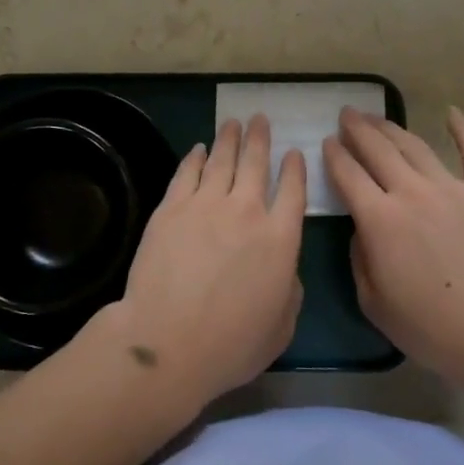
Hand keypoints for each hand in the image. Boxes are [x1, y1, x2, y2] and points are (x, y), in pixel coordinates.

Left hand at [104, 115, 305, 410]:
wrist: (168, 343)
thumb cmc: (231, 345)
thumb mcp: (282, 326)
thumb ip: (290, 290)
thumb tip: (285, 268)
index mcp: (280, 238)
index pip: (293, 190)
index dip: (294, 168)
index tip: (293, 152)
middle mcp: (247, 211)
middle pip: (256, 163)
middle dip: (259, 138)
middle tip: (259, 119)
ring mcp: (206, 205)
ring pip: (222, 159)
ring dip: (229, 138)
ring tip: (233, 123)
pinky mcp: (172, 208)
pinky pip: (188, 173)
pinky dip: (195, 157)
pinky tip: (199, 149)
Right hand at [323, 106, 463, 382]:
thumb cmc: (430, 328)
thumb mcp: (373, 302)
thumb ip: (360, 258)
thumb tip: (363, 229)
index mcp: (380, 219)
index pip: (348, 174)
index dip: (334, 155)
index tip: (327, 141)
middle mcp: (412, 192)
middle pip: (378, 149)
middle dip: (358, 129)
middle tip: (346, 114)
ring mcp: (451, 188)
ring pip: (415, 146)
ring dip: (392, 127)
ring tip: (377, 117)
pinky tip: (453, 113)